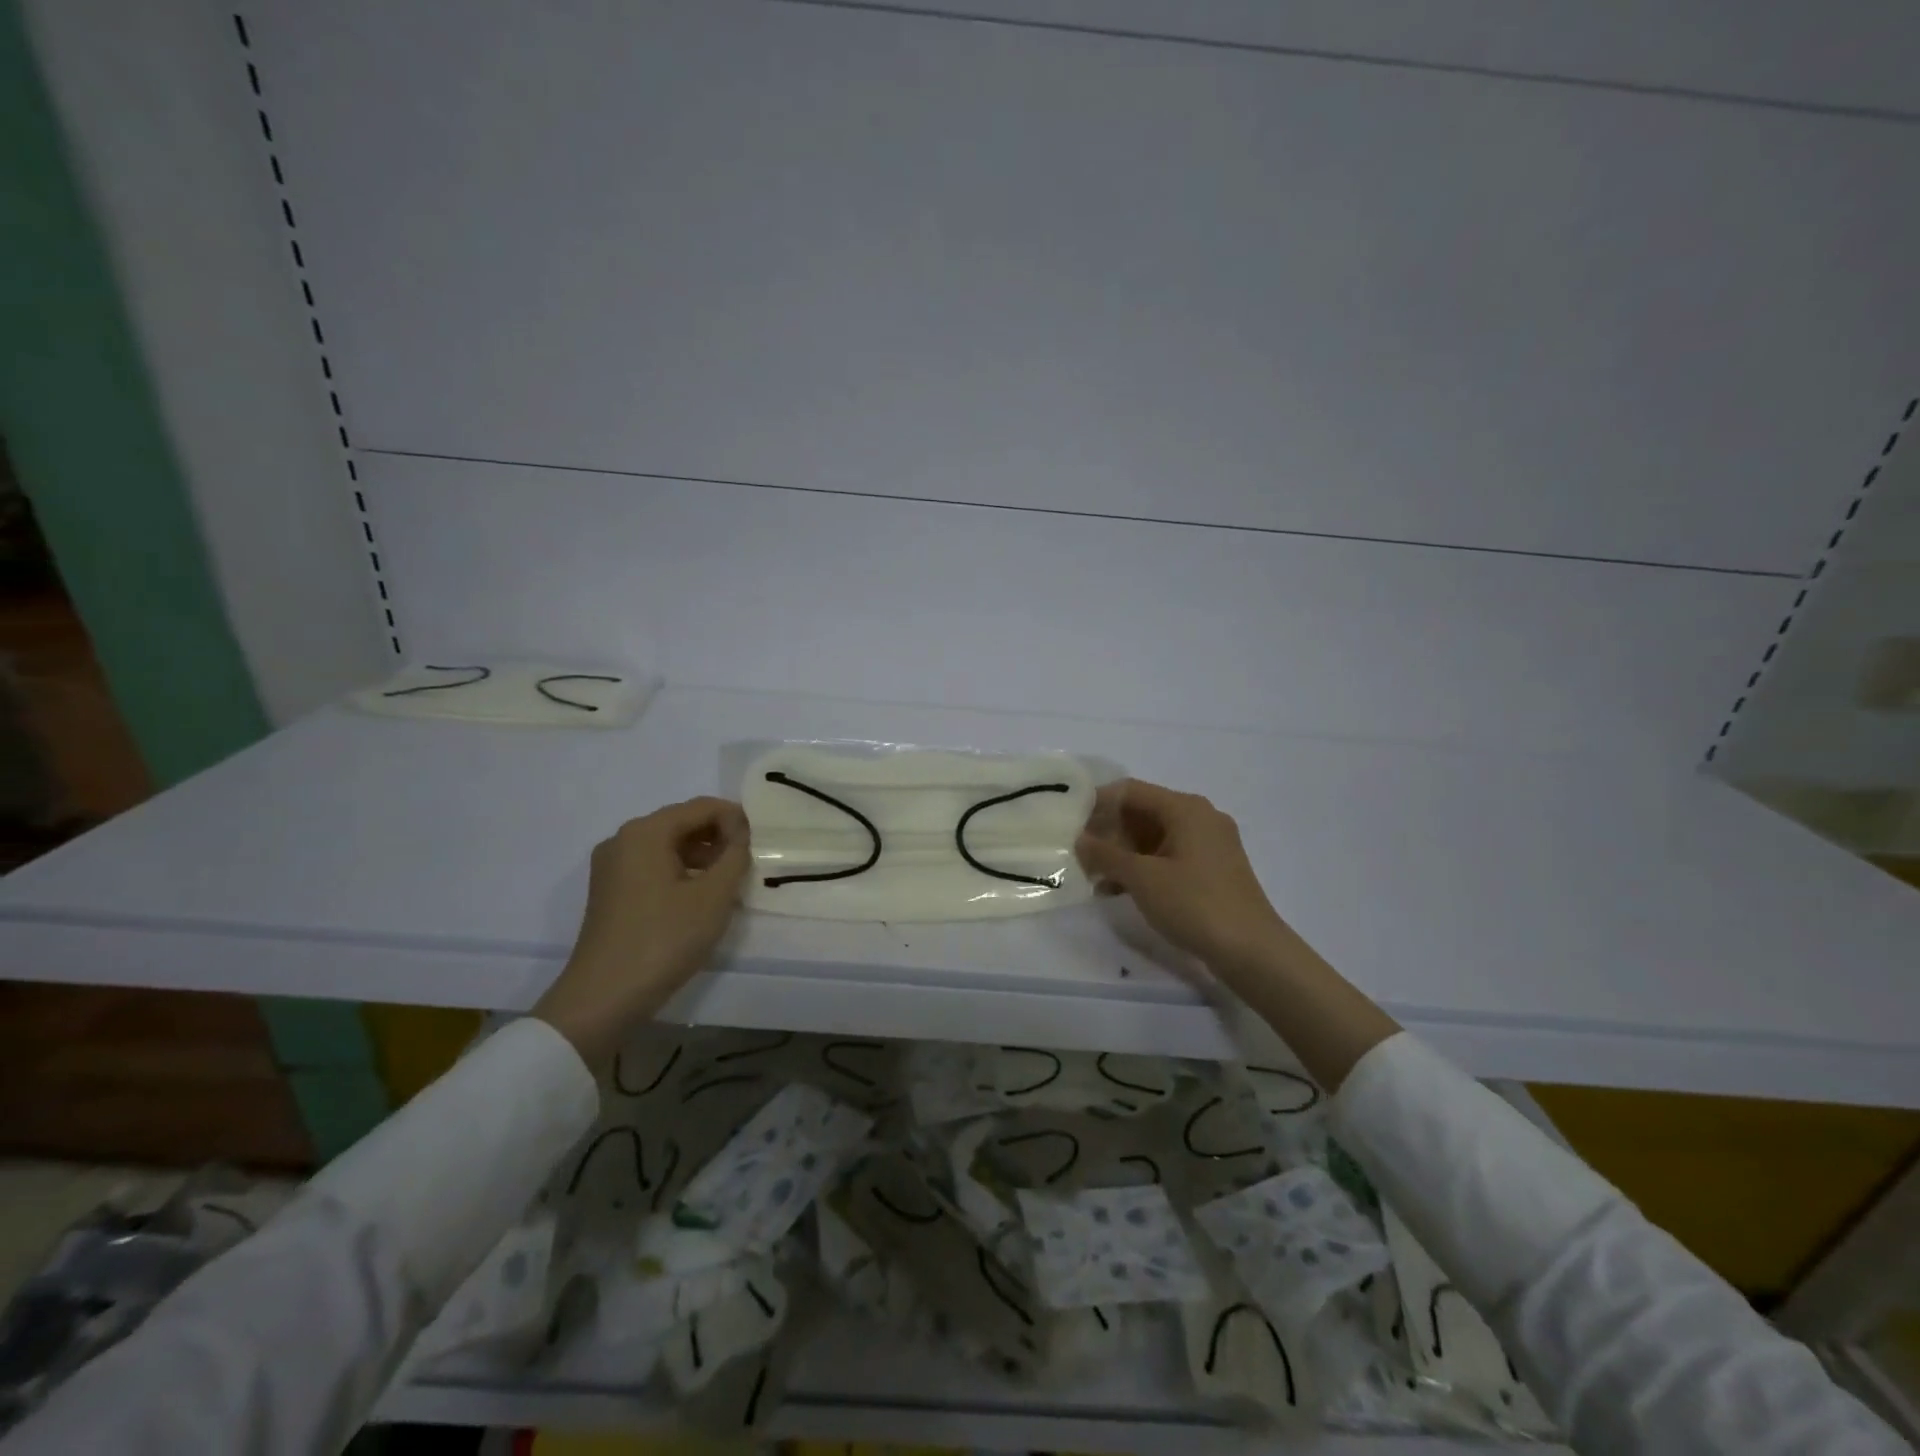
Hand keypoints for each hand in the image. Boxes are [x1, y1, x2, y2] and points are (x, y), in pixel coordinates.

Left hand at [535, 797, 749, 1068]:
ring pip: (667, 846)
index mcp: (645, 832)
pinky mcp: (610, 892)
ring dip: (702, 856)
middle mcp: (623, 840)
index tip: (761, 842)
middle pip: (681, 823)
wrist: (603, 998)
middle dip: (718, 836)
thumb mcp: (713, 896)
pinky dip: (681, 872)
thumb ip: (734, 855)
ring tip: (729, 881)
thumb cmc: (664, 939)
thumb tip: (740, 832)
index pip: (701, 807)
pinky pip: (652, 867)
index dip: (736, 818)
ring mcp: (611, 867)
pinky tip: (700, 897)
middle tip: (748, 861)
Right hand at [1076, 778, 1290, 979]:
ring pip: (1154, 837)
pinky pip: (1168, 857)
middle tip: (1077, 852)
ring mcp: (1209, 845)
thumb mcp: (1142, 878)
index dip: (1097, 803)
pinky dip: (1143, 867)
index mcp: (1185, 808)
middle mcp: (1200, 818)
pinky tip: (1118, 890)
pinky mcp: (1212, 870)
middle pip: (1143, 812)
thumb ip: (1106, 855)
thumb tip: (1079, 839)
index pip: (1130, 791)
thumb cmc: (1194, 904)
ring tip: (1092, 874)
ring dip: (1122, 853)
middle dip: (1108, 831)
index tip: (1069, 822)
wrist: (1252, 951)